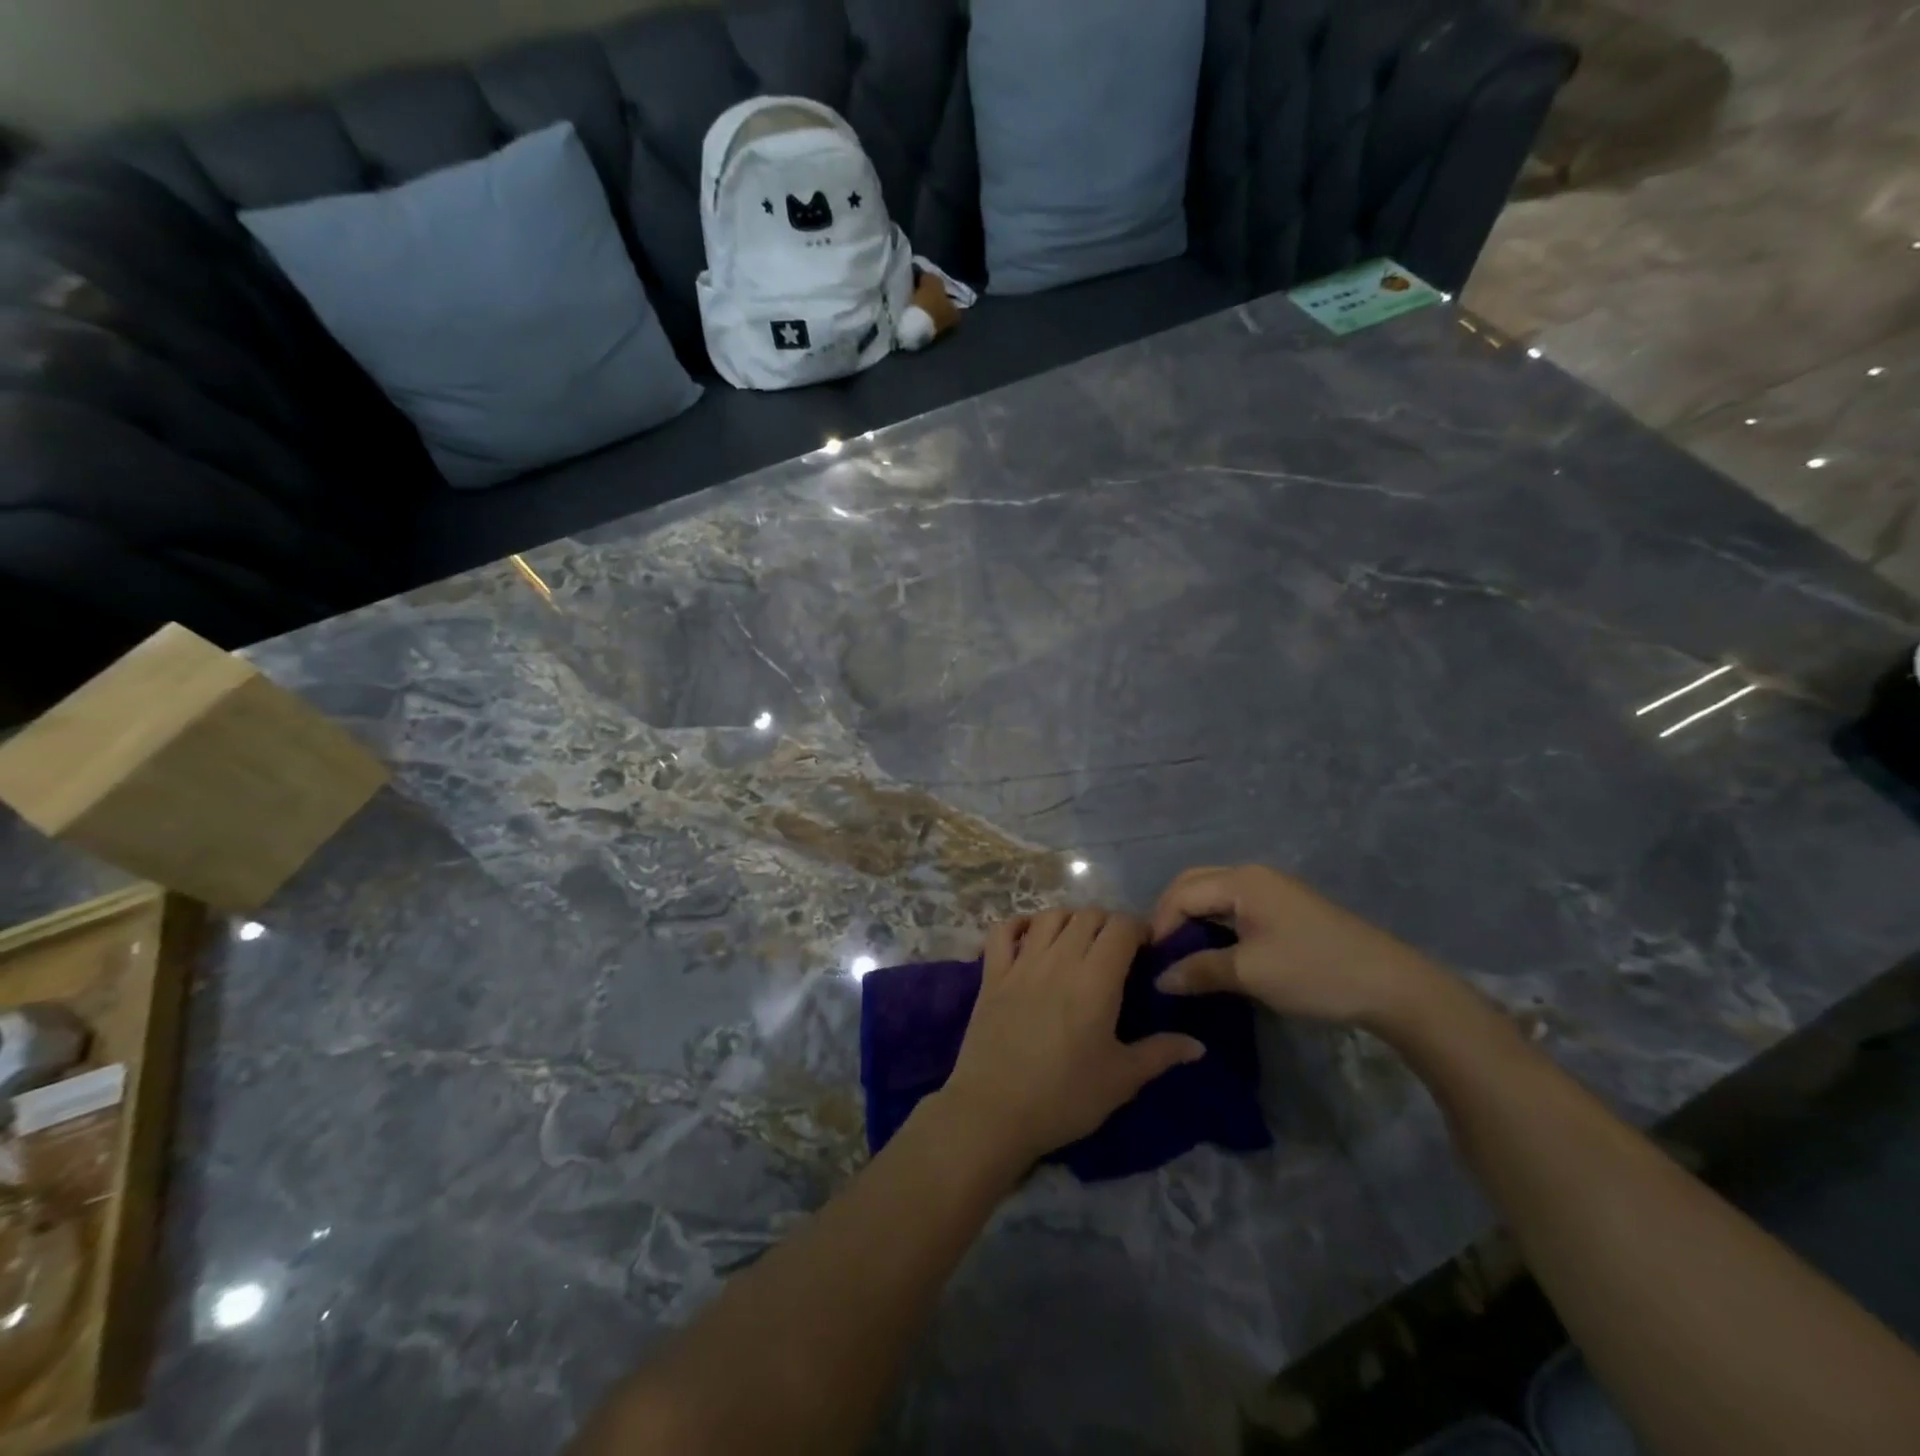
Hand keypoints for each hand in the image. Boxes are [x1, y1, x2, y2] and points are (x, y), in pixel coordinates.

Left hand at [939, 909, 1205, 1166]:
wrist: (994, 1110)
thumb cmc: (1065, 1097)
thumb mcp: (1121, 1080)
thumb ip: (1160, 1054)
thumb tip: (1198, 1045)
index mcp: (1095, 979)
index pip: (1121, 927)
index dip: (1139, 929)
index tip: (1147, 949)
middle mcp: (1059, 959)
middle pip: (1087, 915)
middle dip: (1108, 923)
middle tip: (1117, 950)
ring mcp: (1021, 962)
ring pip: (1049, 916)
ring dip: (1069, 920)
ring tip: (1078, 942)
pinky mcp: (992, 973)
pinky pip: (1002, 930)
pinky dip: (1019, 924)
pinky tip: (1030, 937)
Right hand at [1150, 864, 1451, 1029]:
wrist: (1393, 986)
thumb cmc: (1315, 972)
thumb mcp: (1251, 974)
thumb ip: (1200, 970)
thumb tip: (1160, 979)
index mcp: (1242, 881)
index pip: (1182, 893)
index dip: (1161, 926)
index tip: (1150, 963)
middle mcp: (1253, 876)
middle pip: (1194, 885)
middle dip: (1172, 916)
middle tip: (1161, 955)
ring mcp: (1272, 890)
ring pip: (1214, 895)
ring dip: (1193, 920)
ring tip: (1181, 956)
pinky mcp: (1286, 909)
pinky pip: (1234, 907)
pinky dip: (1215, 925)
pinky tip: (1213, 953)